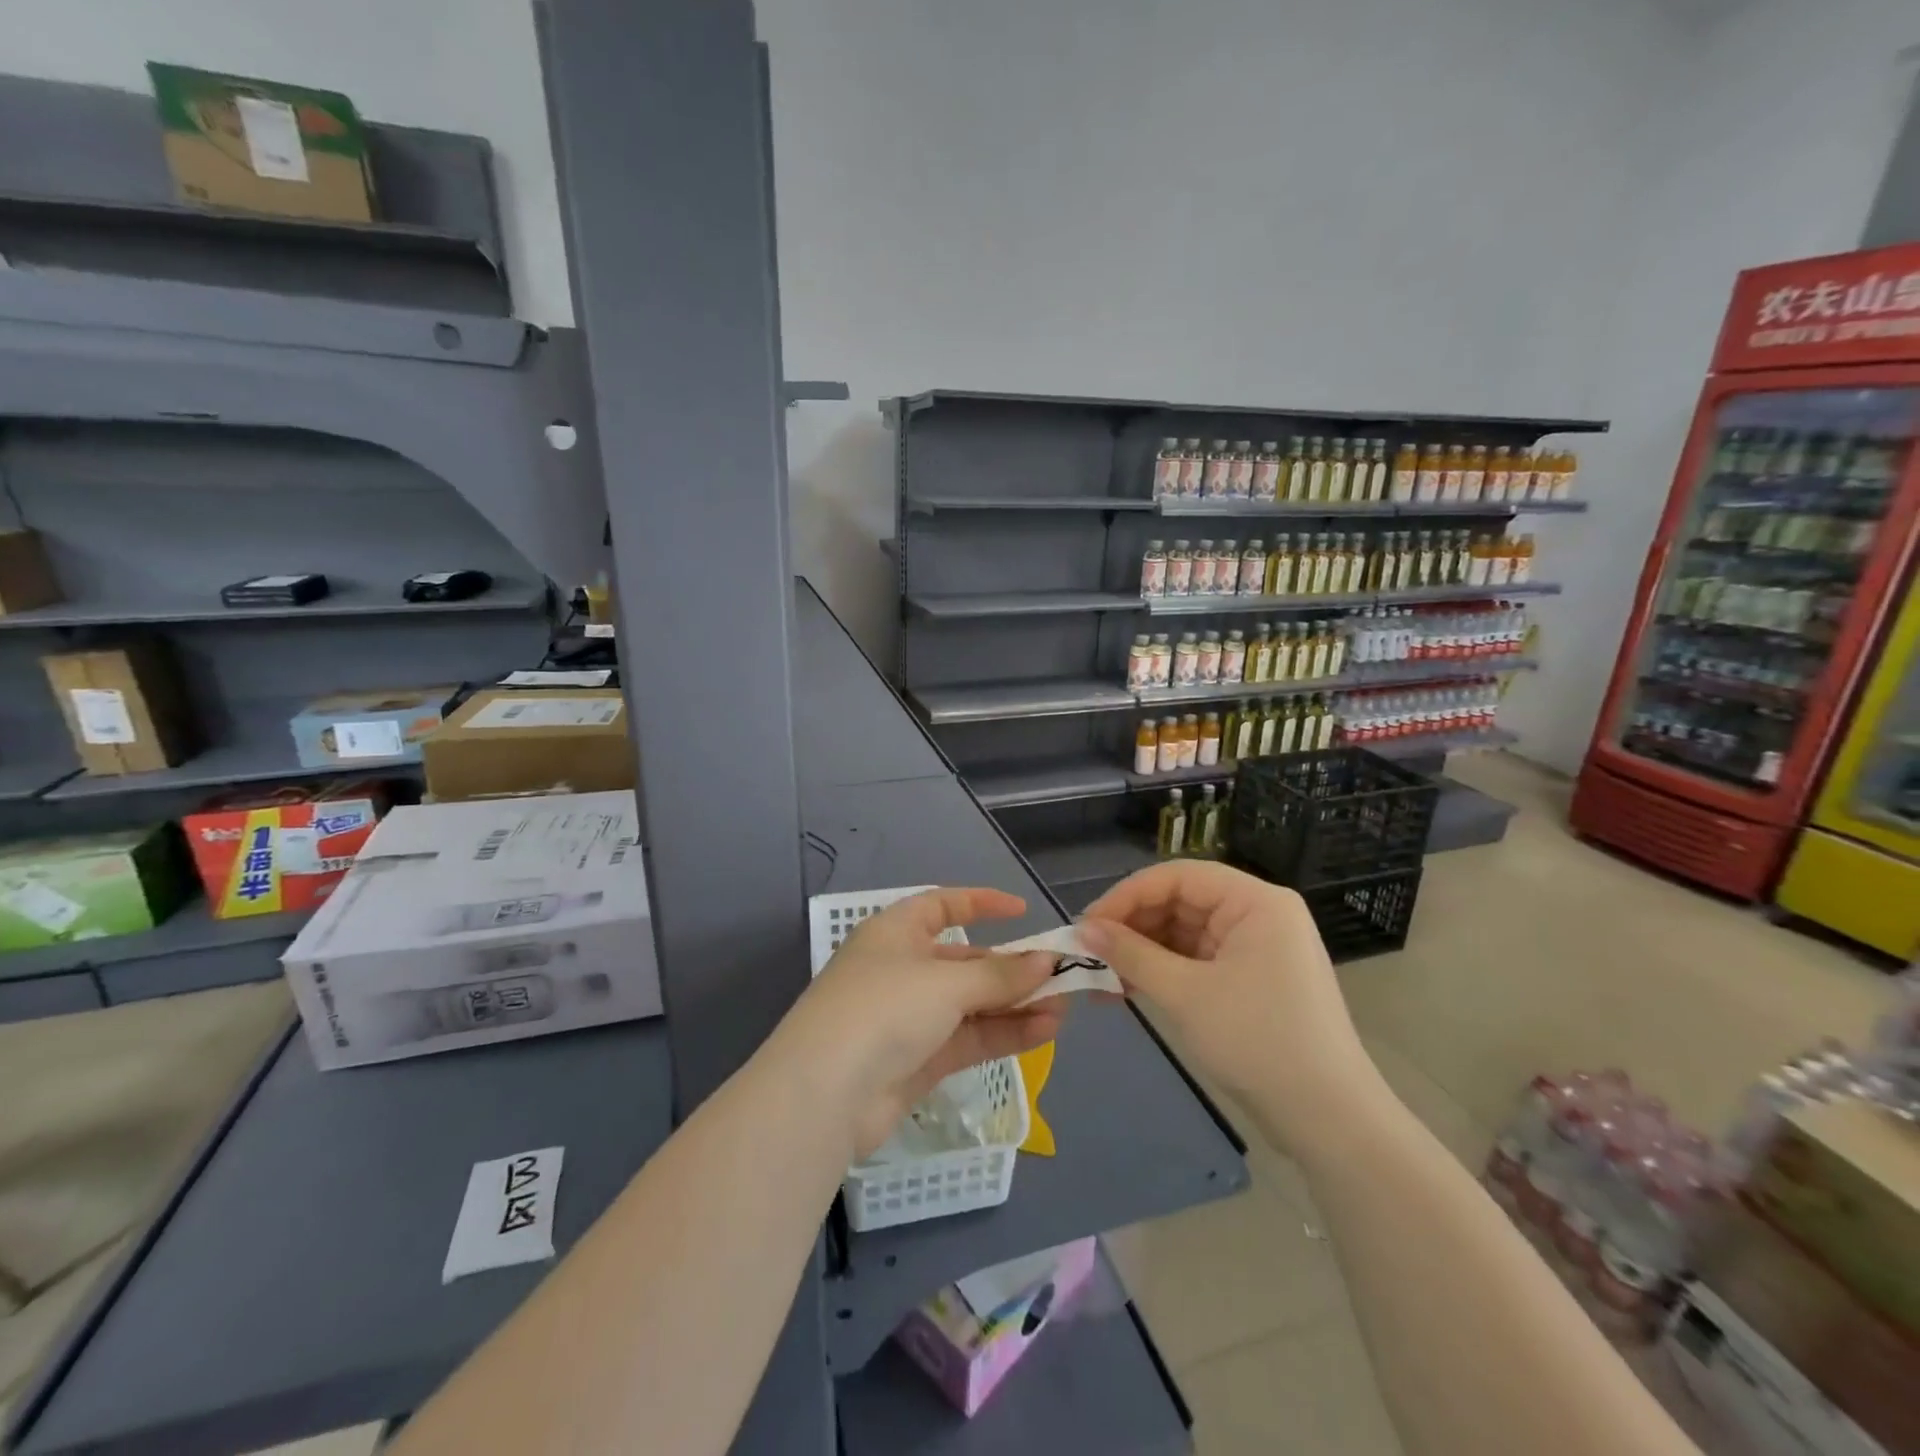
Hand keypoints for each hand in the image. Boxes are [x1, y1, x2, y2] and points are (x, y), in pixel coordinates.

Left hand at [774, 889, 1063, 1159]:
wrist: (824, 1095)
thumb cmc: (883, 1009)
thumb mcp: (945, 982)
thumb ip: (1000, 975)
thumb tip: (1047, 962)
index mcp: (896, 933)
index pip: (942, 906)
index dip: (981, 904)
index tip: (1023, 912)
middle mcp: (903, 969)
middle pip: (965, 961)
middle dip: (1011, 968)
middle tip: (1060, 976)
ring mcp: (910, 1017)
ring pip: (972, 1003)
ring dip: (1016, 1005)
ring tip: (1064, 1009)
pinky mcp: (919, 1061)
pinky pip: (969, 1038)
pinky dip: (1004, 1033)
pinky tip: (1045, 1032)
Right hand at [1080, 861, 1379, 1155]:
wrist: (1328, 1121)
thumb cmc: (1258, 1042)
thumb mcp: (1185, 994)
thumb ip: (1130, 955)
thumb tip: (1081, 929)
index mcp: (1255, 902)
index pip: (1178, 876)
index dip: (1127, 895)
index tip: (1087, 925)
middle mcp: (1257, 915)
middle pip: (1180, 903)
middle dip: (1132, 928)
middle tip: (1089, 954)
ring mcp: (1255, 949)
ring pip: (1183, 934)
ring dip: (1141, 954)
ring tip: (1101, 980)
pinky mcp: (1249, 980)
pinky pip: (1195, 961)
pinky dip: (1162, 973)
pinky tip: (1127, 991)